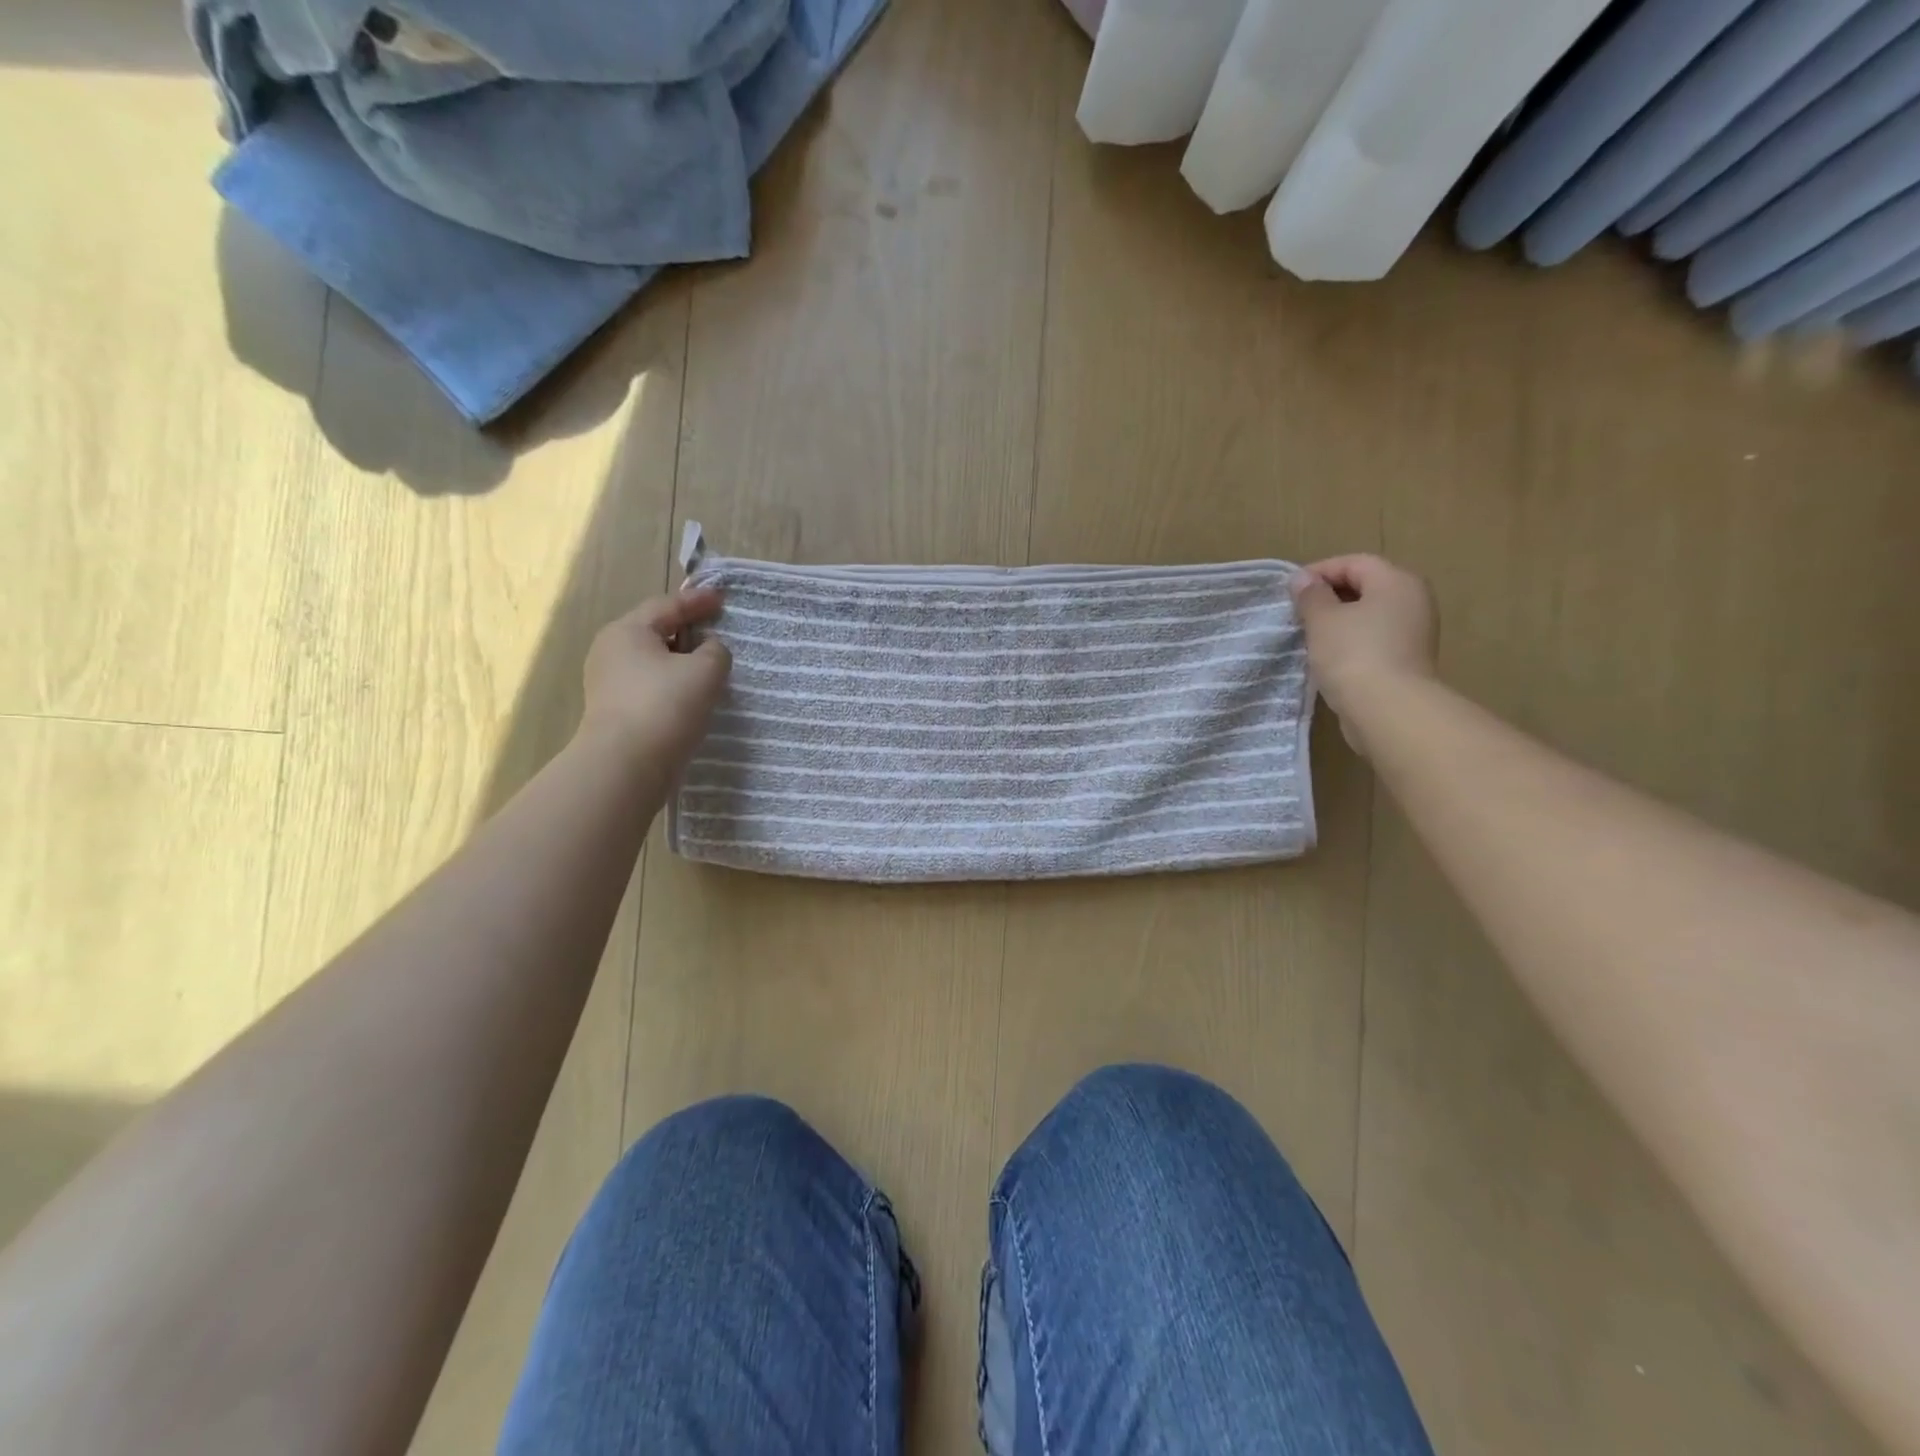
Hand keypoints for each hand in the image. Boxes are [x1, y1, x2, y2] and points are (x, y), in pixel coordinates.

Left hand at [579, 587, 731, 770]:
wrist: (626, 766)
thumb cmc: (666, 706)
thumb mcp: (705, 671)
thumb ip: (716, 652)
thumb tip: (709, 651)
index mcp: (628, 631)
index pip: (667, 606)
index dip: (697, 601)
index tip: (722, 599)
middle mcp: (611, 652)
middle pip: (656, 632)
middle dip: (687, 631)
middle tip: (716, 631)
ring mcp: (608, 684)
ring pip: (653, 663)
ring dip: (681, 662)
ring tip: (709, 668)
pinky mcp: (614, 712)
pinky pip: (650, 687)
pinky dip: (672, 685)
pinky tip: (692, 698)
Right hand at [1288, 555, 1437, 748]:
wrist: (1388, 710)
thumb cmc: (1353, 654)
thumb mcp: (1322, 620)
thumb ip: (1311, 595)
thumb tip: (1302, 579)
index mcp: (1397, 582)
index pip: (1355, 563)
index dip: (1320, 571)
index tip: (1290, 591)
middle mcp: (1413, 601)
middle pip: (1366, 587)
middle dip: (1329, 596)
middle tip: (1298, 612)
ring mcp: (1414, 633)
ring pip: (1369, 616)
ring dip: (1339, 621)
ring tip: (1309, 635)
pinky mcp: (1408, 660)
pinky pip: (1374, 640)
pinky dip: (1351, 642)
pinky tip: (1328, 658)